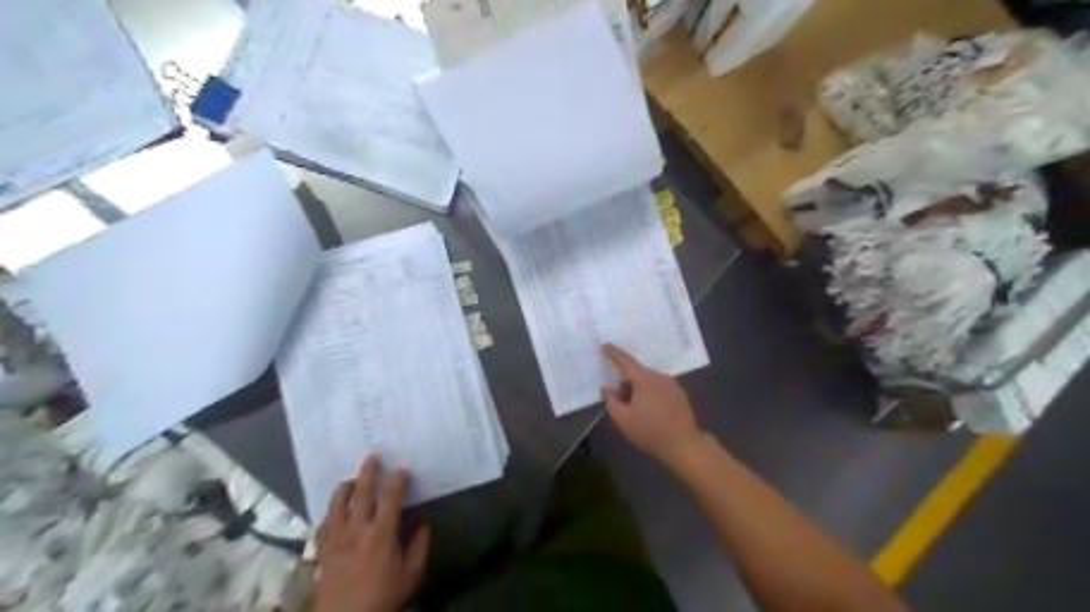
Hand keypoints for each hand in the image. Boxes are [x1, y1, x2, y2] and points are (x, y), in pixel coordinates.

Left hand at [310, 456, 429, 611]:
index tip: (403, 468)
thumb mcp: (411, 574)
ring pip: (337, 504)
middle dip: (368, 472)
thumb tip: (423, 521)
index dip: (398, 479)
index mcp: (381, 533)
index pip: (391, 497)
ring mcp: (336, 539)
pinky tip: (334, 511)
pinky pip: (323, 524)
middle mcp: (357, 530)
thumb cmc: (383, 597)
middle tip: (372, 455)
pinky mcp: (322, 551)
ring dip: (345, 487)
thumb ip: (419, 545)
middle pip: (362, 493)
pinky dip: (330, 512)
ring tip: (352, 480)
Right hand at [600, 344, 702, 469]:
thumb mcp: (623, 419)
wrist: (684, 444)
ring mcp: (672, 384)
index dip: (613, 353)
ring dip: (638, 389)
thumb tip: (607, 388)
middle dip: (626, 382)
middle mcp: (659, 376)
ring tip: (635, 409)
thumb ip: (611, 400)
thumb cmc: (649, 431)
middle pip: (637, 372)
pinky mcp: (679, 394)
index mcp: (644, 379)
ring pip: (648, 380)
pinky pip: (659, 387)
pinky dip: (650, 393)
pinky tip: (650, 411)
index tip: (604, 345)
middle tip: (619, 400)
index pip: (625, 361)